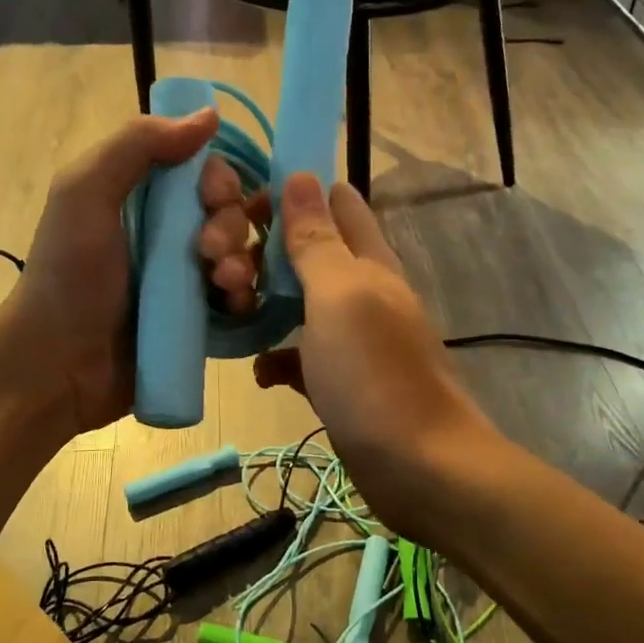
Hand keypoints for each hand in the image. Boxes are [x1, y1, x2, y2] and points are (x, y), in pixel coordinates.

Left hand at [0, 109, 221, 437]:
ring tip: (221, 282)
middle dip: (230, 225)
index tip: (211, 197)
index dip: (218, 179)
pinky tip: (234, 303)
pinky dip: (245, 295)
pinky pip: (240, 297)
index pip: (203, 171)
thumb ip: (137, 146)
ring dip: (242, 260)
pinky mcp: (198, 320)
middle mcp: (168, 232)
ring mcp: (185, 279)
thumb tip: (208, 116)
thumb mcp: (85, 194)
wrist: (57, 365)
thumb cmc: (68, 275)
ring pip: (241, 254)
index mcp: (142, 195)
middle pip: (228, 212)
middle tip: (207, 251)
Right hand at [228, 173, 495, 512]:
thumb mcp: (340, 296)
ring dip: (264, 302)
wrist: (420, 466)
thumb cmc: (376, 373)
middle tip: (222, 269)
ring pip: (300, 303)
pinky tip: (260, 372)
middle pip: (308, 251)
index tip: (240, 207)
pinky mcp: (342, 380)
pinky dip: (278, 357)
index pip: (334, 202)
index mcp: (369, 260)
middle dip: (264, 251)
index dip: (289, 194)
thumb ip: (318, 240)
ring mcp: (353, 338)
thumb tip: (303, 175)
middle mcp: (362, 291)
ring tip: (230, 308)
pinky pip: (302, 356)